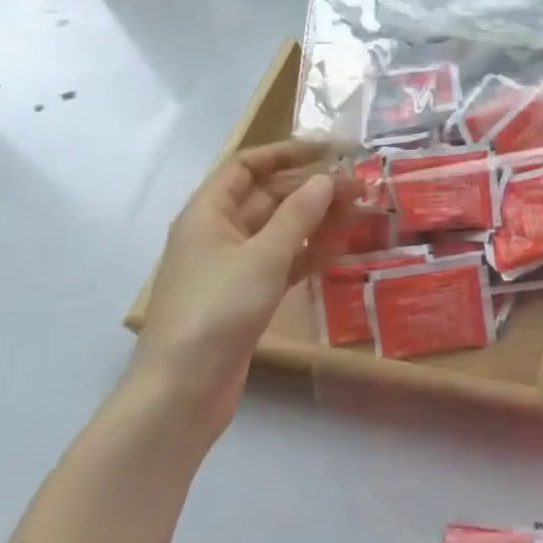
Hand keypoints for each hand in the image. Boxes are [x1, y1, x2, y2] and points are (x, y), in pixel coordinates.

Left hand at [131, 140, 361, 437]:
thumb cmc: (217, 310)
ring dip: (316, 220)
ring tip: (360, 213)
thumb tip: (327, 179)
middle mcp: (217, 234)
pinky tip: (339, 249)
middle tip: (359, 187)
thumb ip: (299, 214)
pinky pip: (282, 262)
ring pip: (279, 230)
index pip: (247, 166)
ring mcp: (232, 267)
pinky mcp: (245, 297)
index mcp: (208, 214)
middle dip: (312, 189)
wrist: (182, 391)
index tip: (330, 151)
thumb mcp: (264, 256)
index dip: (287, 153)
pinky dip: (308, 253)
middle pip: (268, 197)